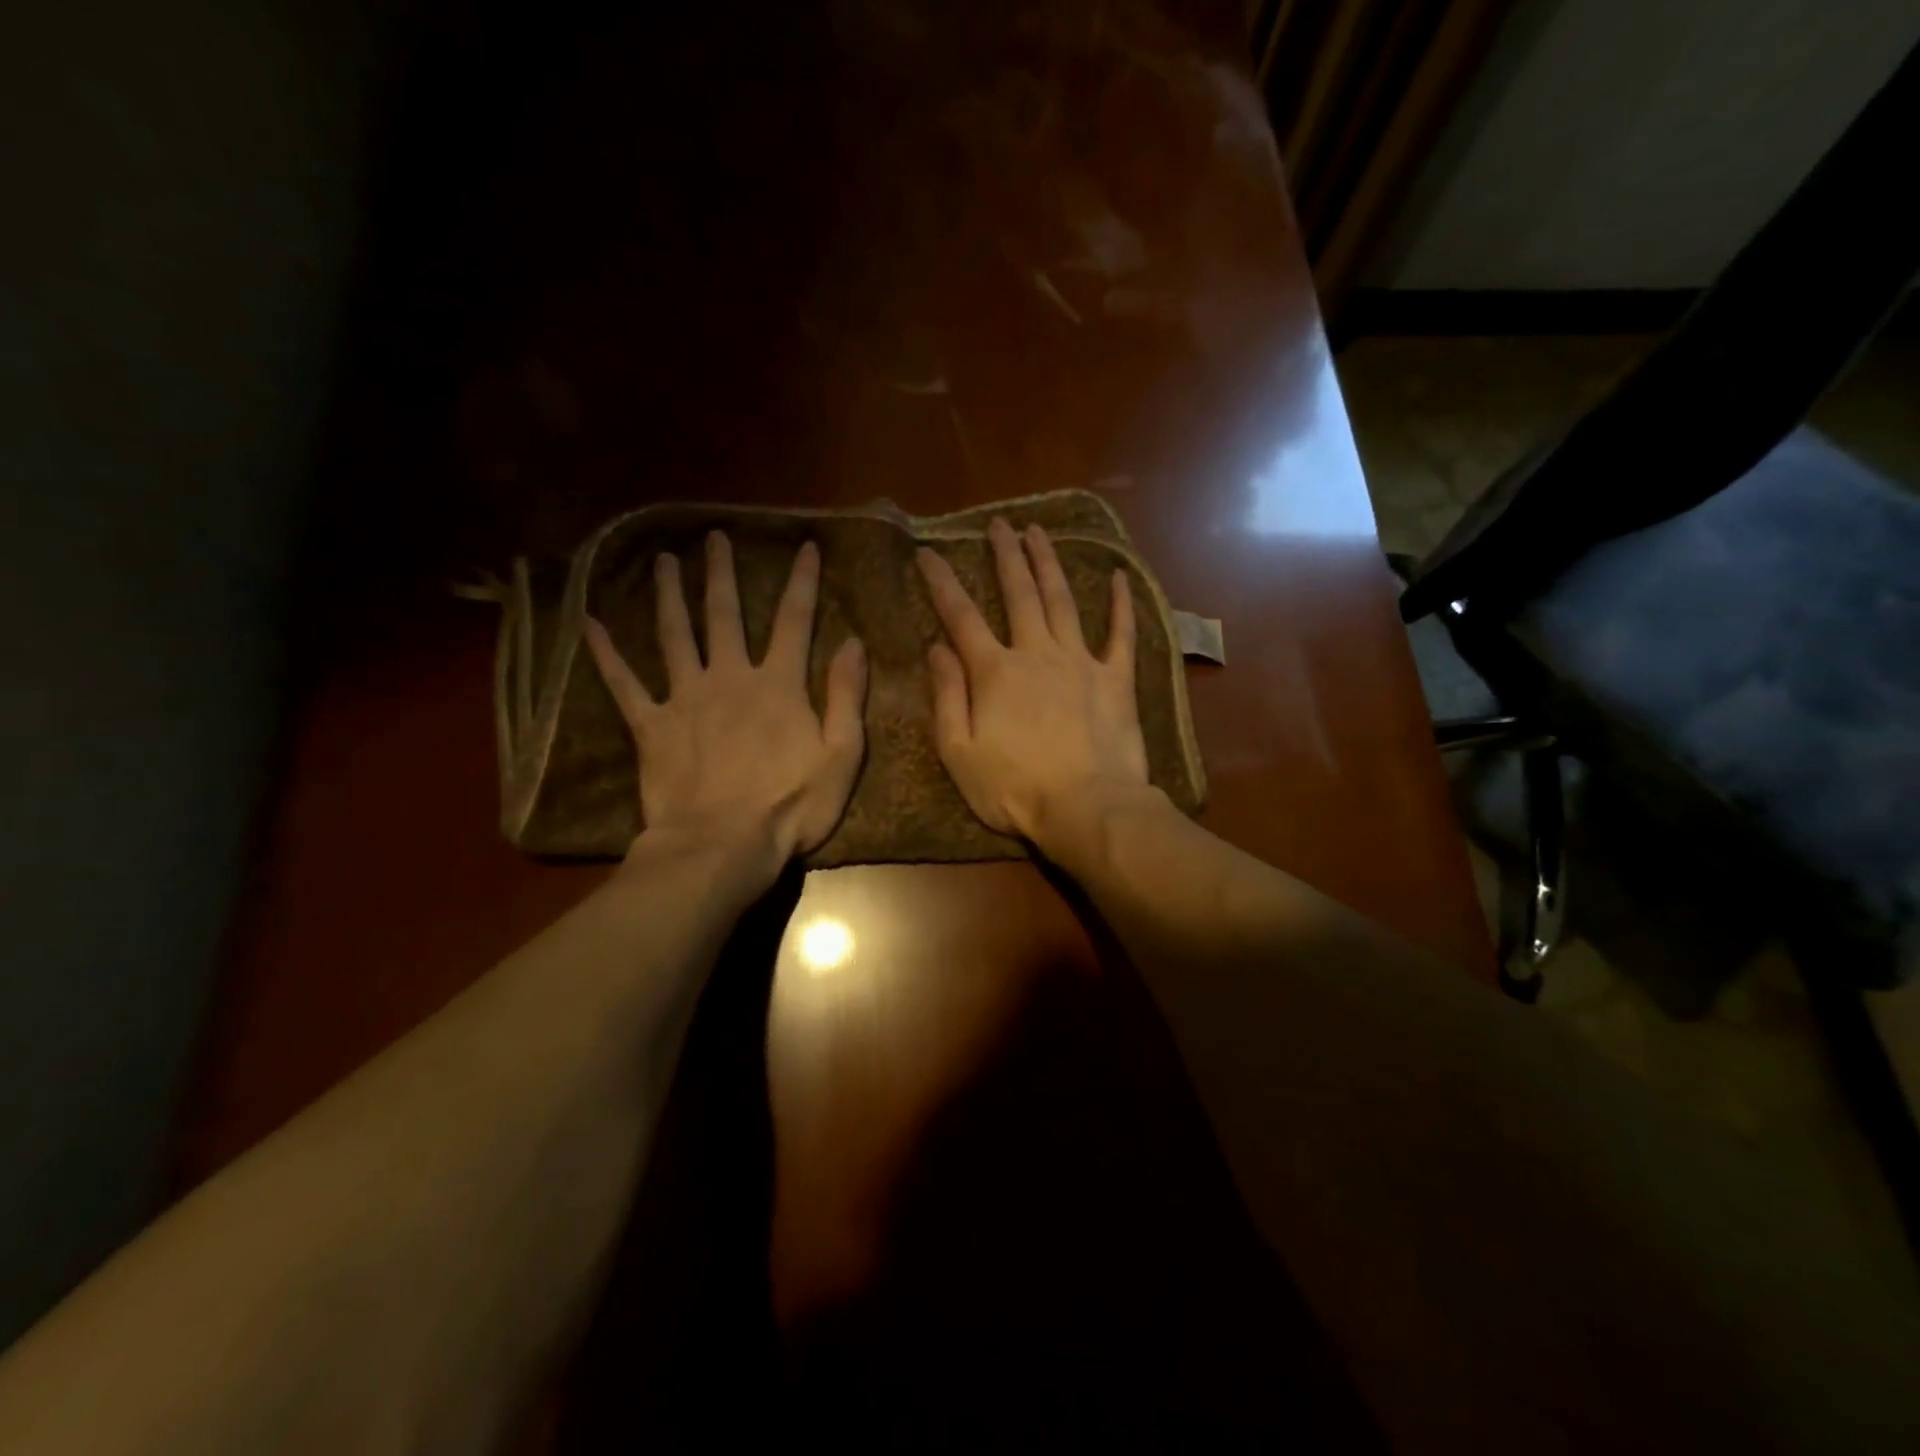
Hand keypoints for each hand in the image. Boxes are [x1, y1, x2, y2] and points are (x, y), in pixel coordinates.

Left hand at [584, 532, 867, 864]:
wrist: (722, 846)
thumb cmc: (790, 807)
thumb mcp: (841, 755)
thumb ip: (845, 696)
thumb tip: (852, 642)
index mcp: (777, 685)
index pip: (794, 620)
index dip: (801, 581)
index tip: (804, 546)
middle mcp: (729, 678)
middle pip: (724, 614)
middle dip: (721, 573)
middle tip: (714, 537)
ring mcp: (685, 699)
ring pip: (674, 635)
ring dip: (668, 595)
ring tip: (663, 561)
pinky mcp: (651, 726)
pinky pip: (623, 684)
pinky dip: (606, 654)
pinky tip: (589, 624)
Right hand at [916, 517, 1149, 845]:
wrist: (1087, 808)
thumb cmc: (1014, 789)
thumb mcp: (959, 752)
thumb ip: (947, 696)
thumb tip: (936, 648)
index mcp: (994, 672)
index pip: (960, 617)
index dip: (941, 582)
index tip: (928, 552)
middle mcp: (1036, 653)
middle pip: (1018, 594)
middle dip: (1005, 556)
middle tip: (998, 524)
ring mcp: (1080, 661)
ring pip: (1062, 600)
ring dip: (1048, 564)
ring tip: (1038, 533)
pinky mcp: (1116, 678)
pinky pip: (1121, 633)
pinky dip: (1120, 603)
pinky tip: (1118, 575)